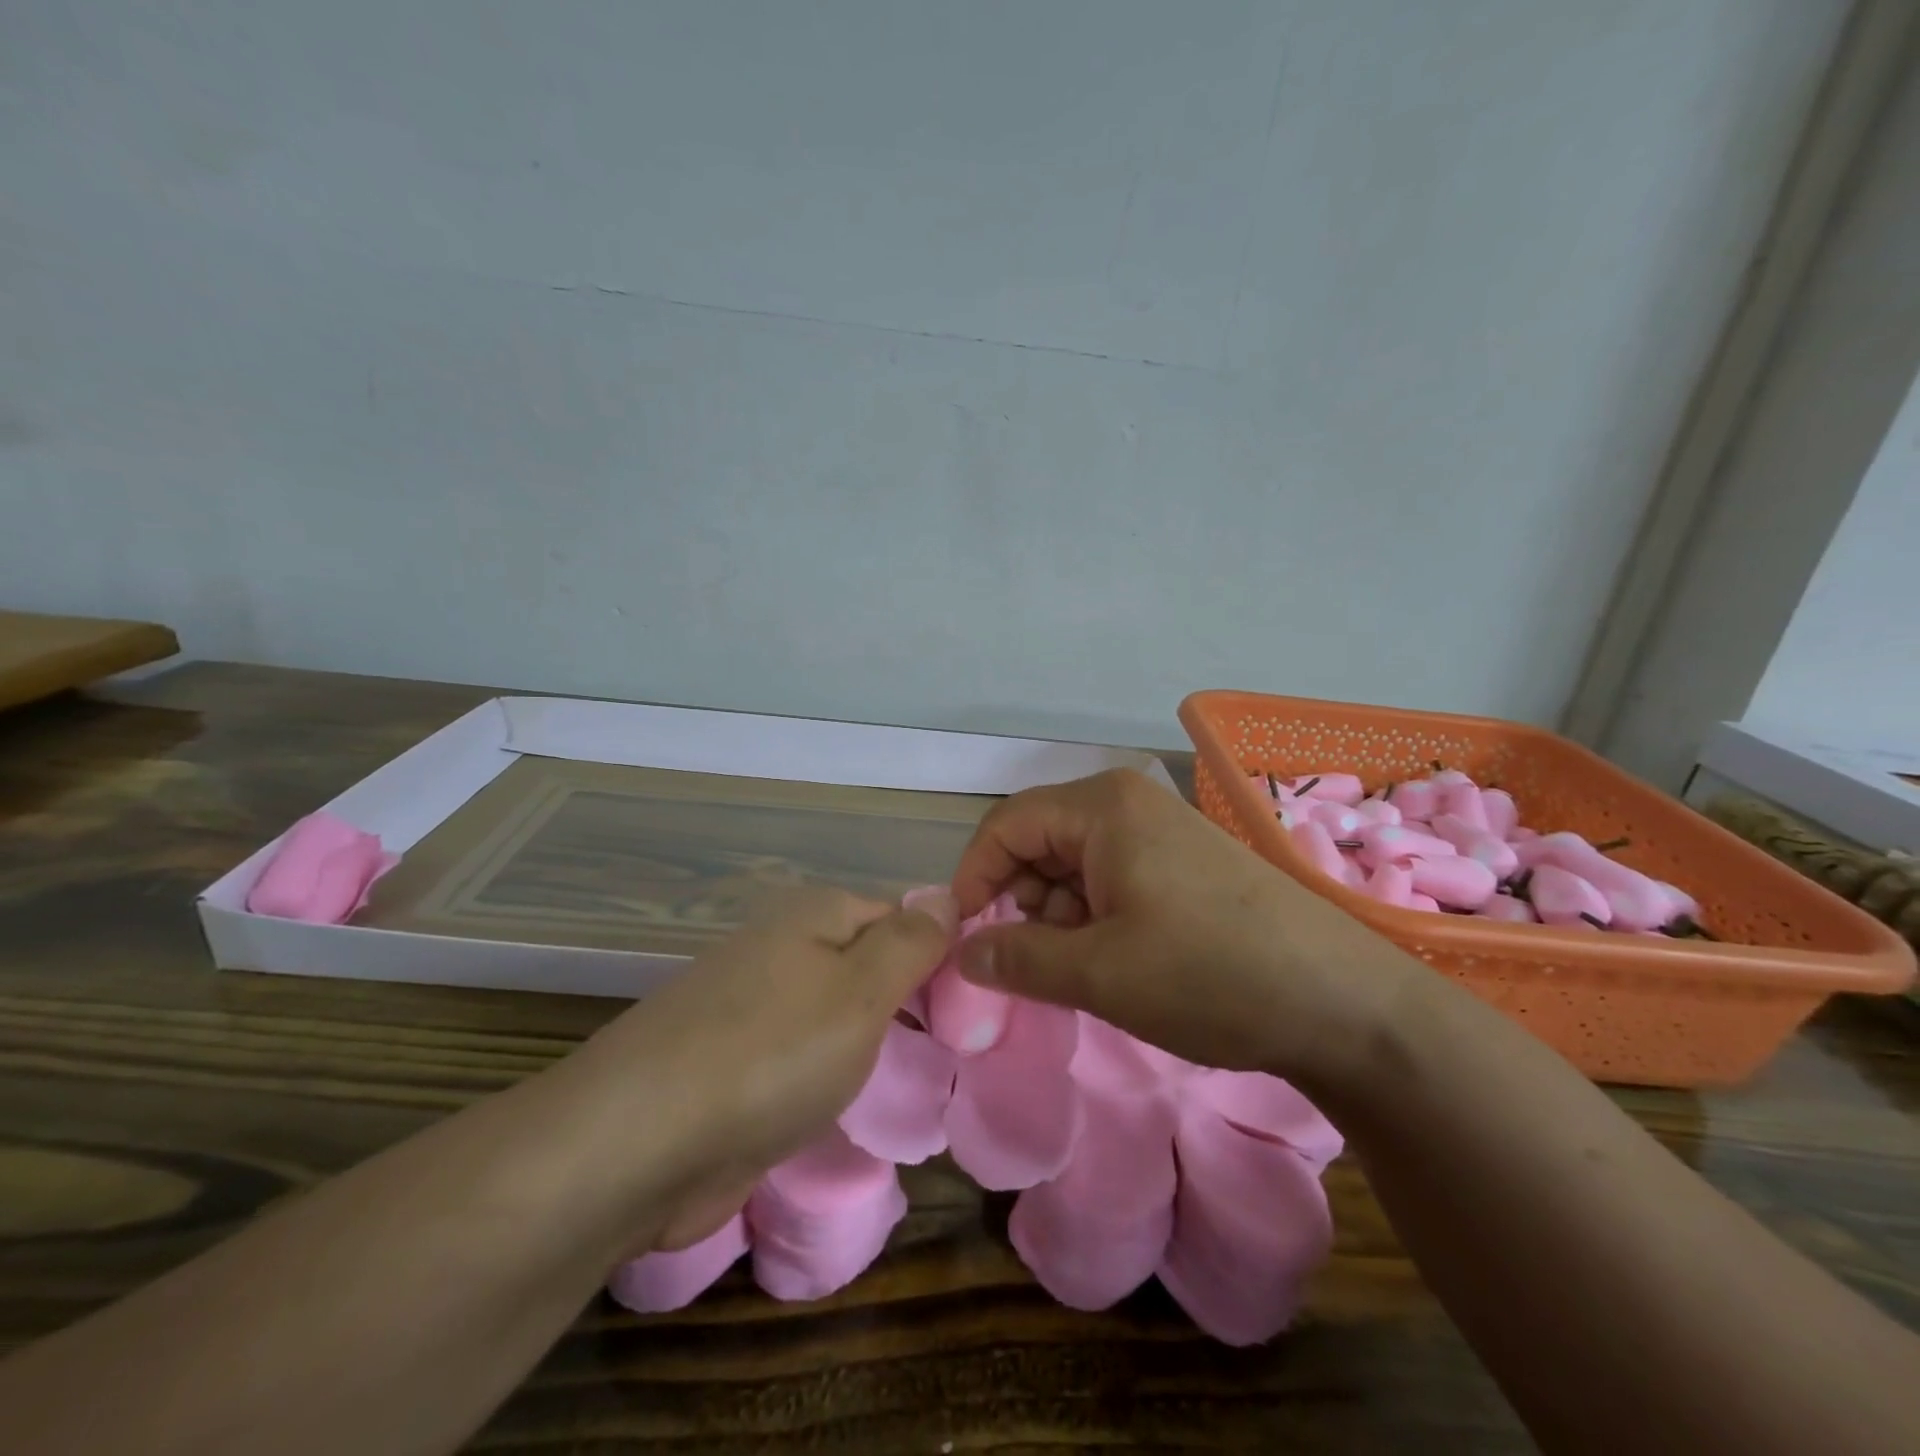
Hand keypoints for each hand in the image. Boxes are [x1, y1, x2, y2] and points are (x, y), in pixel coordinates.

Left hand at [585, 886, 956, 1219]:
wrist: (636, 1146)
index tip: (971, 1007)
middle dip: (905, 1004)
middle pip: (866, 963)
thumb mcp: (862, 989)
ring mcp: (751, 1008)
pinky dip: (827, 1079)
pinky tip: (846, 1107)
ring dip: (868, 1045)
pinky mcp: (730, 1065)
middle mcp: (781, 949)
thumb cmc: (771, 1053)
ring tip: (914, 1083)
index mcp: (814, 916)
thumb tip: (946, 894)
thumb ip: (911, 941)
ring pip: (834, 1014)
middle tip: (951, 1052)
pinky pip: (801, 1059)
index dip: (938, 954)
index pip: (899, 916)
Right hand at [949, 770, 1422, 1087]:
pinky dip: (1098, 916)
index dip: (974, 879)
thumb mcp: (1099, 973)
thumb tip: (962, 953)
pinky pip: (1114, 876)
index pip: (1005, 825)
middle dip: (1023, 902)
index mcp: (1102, 807)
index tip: (964, 938)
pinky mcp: (1186, 861)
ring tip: (1089, 969)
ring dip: (1062, 916)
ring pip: (1075, 864)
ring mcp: (1163, 829)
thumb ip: (1017, 958)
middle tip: (1036, 964)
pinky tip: (1123, 960)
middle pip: (1040, 841)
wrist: (1344, 1003)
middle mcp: (1129, 802)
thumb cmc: (1210, 975)